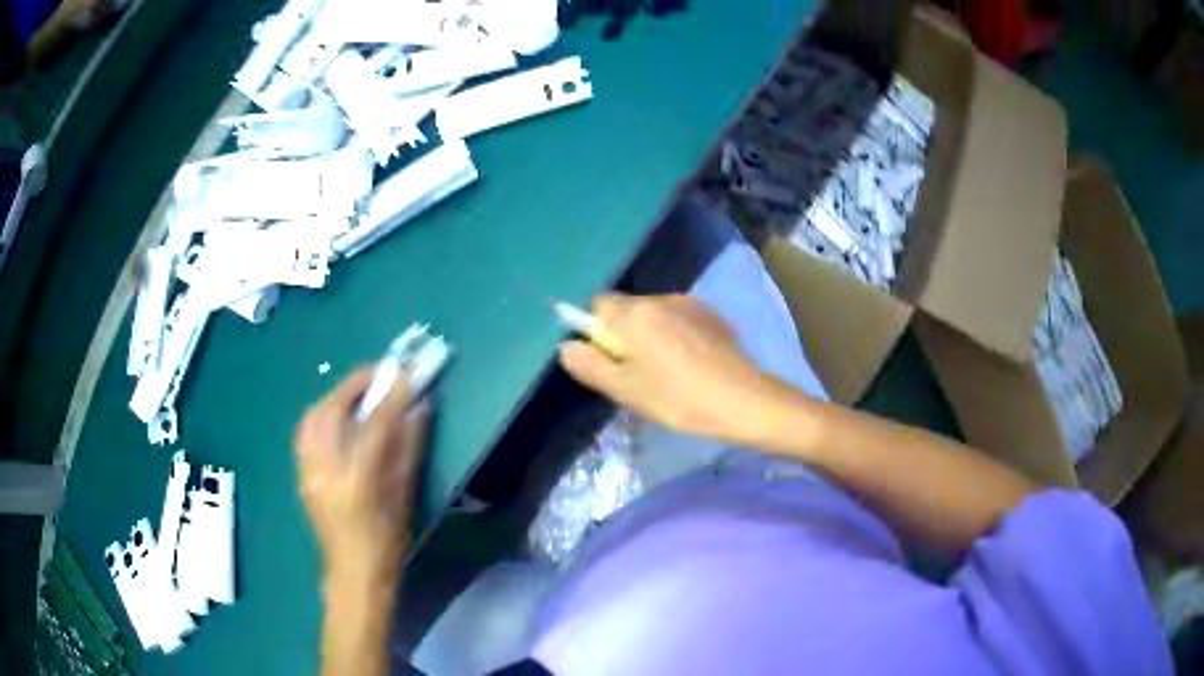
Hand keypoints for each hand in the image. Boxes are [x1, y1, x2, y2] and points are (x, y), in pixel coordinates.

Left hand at [294, 368, 429, 584]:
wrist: (353, 571)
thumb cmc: (387, 541)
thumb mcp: (405, 496)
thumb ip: (409, 447)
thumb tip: (419, 407)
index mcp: (356, 480)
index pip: (374, 425)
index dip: (391, 395)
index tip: (407, 375)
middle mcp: (324, 470)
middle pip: (331, 411)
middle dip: (355, 385)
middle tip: (379, 376)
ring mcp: (307, 471)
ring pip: (312, 416)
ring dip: (335, 397)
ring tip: (358, 394)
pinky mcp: (300, 473)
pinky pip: (305, 432)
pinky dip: (322, 415)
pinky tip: (338, 418)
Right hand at [558, 293, 777, 441]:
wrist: (743, 400)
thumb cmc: (677, 398)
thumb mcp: (625, 390)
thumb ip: (589, 365)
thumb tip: (567, 346)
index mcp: (633, 313)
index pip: (597, 305)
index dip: (596, 330)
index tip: (609, 360)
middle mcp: (659, 298)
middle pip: (626, 308)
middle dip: (623, 334)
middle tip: (637, 373)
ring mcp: (689, 303)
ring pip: (654, 313)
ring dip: (651, 334)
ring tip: (667, 371)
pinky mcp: (713, 315)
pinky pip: (679, 318)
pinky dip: (675, 334)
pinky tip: (691, 364)